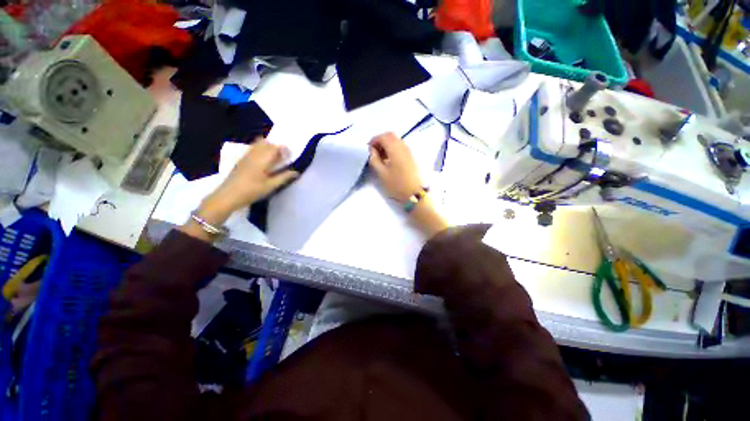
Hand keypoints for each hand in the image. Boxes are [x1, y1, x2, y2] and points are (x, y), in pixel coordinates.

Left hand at [209, 139, 298, 212]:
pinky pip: (253, 148)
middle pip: (267, 143)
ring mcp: (246, 156)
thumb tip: (296, 172)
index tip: (290, 156)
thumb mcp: (270, 186)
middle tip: (283, 157)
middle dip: (277, 147)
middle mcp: (254, 154)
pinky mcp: (241, 160)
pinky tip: (263, 161)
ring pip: (258, 144)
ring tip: (274, 158)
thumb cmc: (251, 191)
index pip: (275, 147)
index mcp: (262, 159)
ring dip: (268, 147)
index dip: (284, 149)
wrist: (228, 195)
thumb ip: (284, 177)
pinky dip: (261, 149)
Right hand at [369, 132, 447, 237]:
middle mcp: (403, 146)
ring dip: (387, 145)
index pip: (383, 137)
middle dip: (380, 141)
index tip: (368, 150)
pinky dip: (393, 149)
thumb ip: (374, 159)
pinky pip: (401, 147)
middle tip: (374, 152)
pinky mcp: (411, 157)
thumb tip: (372, 150)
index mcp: (395, 149)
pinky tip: (389, 161)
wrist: (415, 194)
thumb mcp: (381, 173)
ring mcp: (409, 152)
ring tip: (381, 158)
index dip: (374, 140)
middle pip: (390, 136)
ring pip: (396, 141)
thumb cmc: (396, 184)